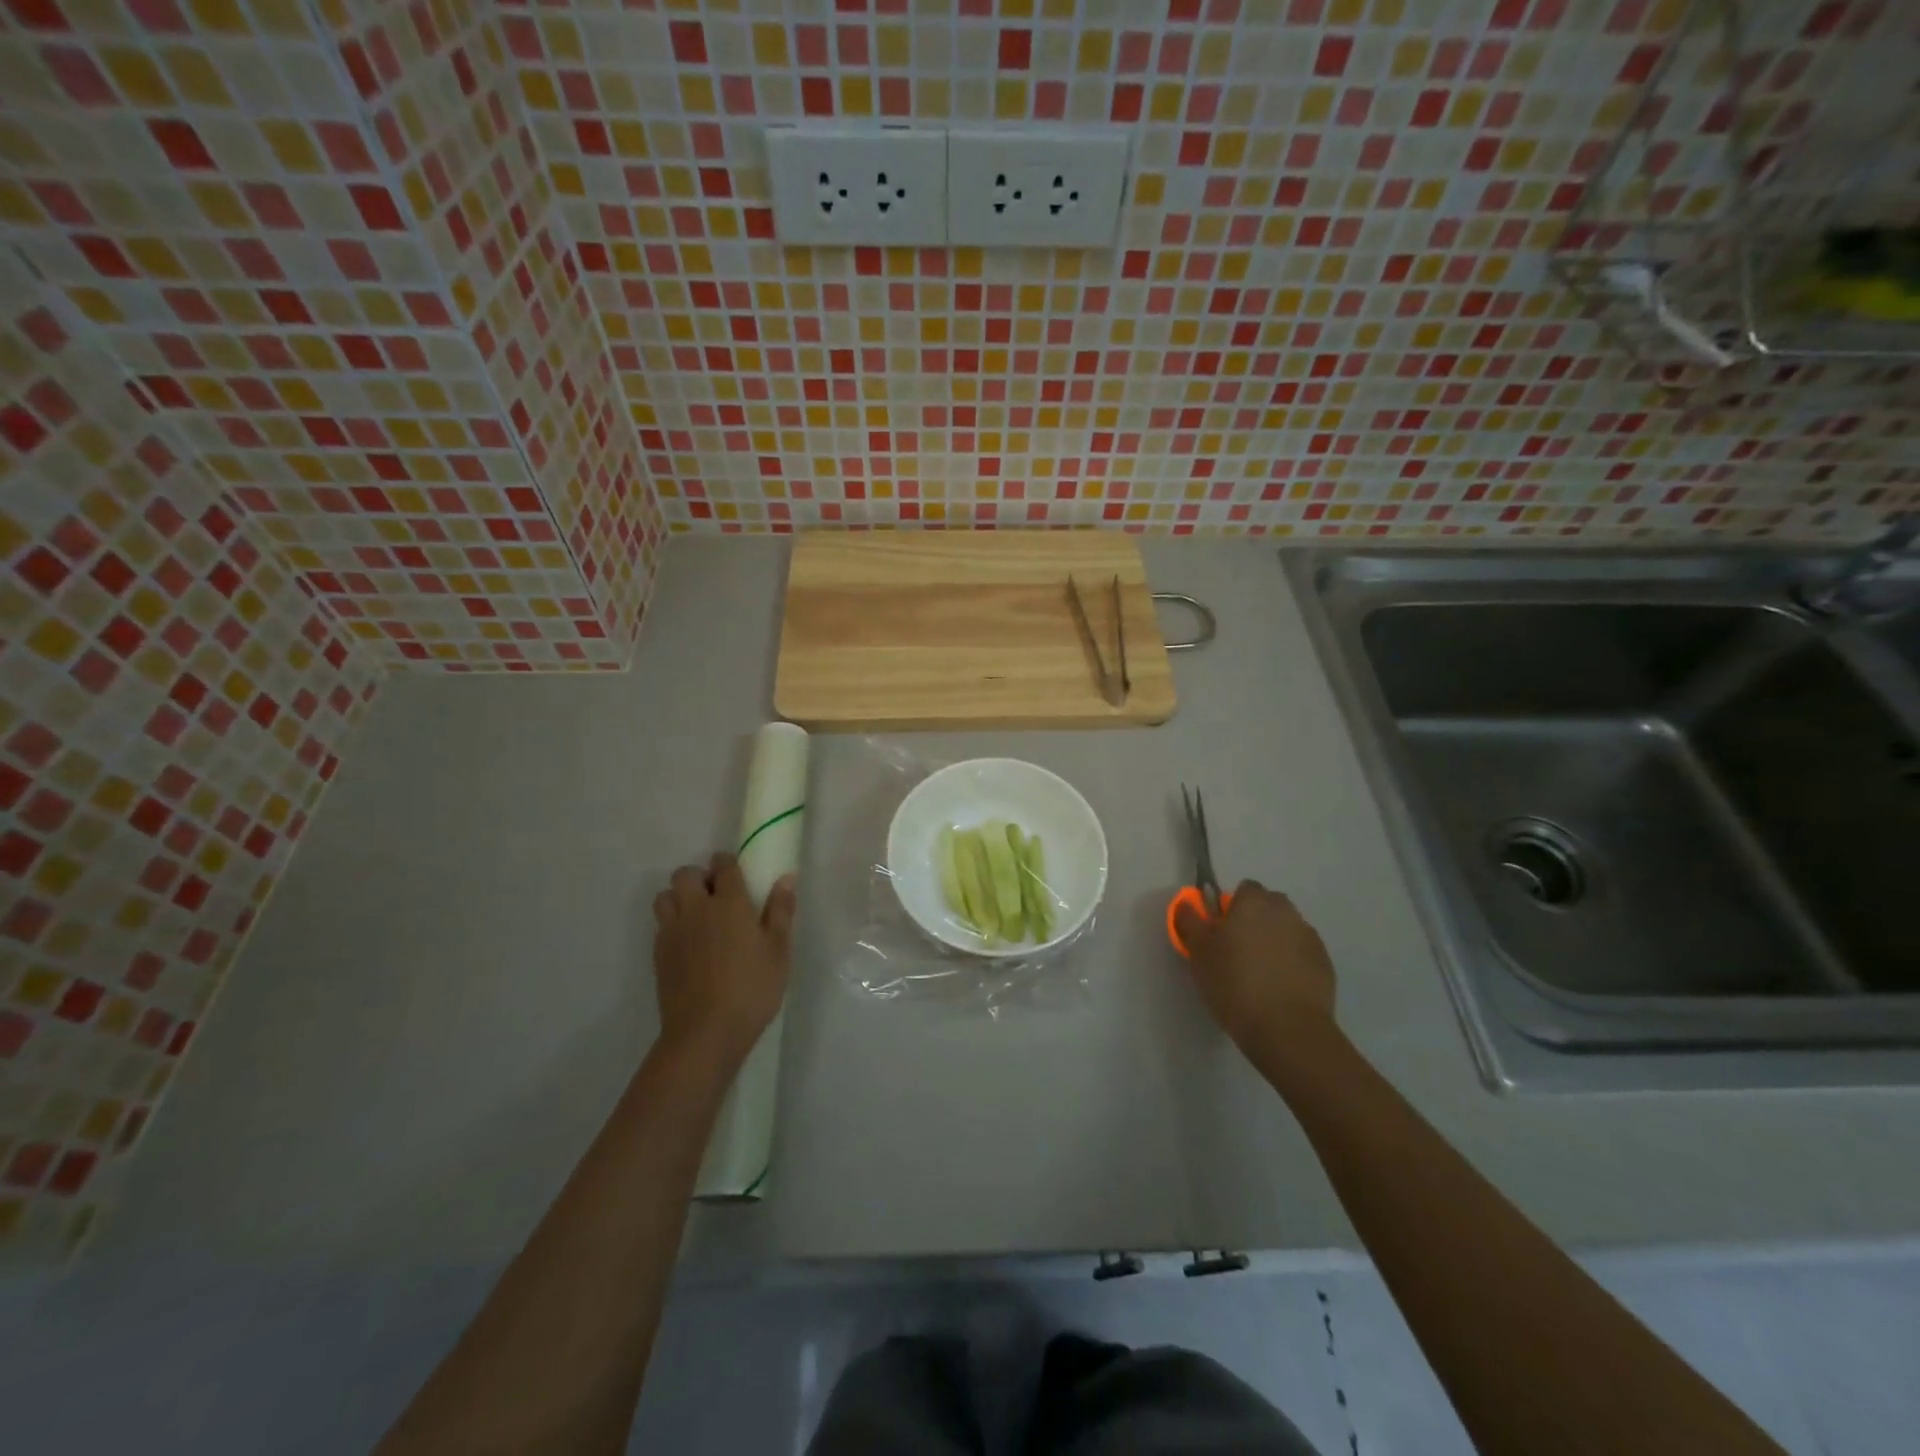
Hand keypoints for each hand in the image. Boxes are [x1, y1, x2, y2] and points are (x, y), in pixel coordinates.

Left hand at [652, 853, 796, 1066]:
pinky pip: (660, 924)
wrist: (705, 1032)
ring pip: (666, 896)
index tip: (739, 875)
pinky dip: (672, 923)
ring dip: (679, 897)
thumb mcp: (779, 950)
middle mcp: (696, 908)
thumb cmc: (752, 988)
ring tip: (698, 917)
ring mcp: (673, 931)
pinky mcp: (658, 954)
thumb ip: (781, 910)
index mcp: (729, 902)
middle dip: (699, 877)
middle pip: (685, 873)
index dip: (729, 863)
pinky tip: (689, 945)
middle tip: (718, 897)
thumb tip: (786, 877)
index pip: (723, 864)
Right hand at [1177, 879, 1335, 1060]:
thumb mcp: (1199, 952)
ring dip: (1274, 942)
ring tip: (1259, 974)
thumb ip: (1190, 922)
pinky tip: (1279, 989)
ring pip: (1286, 930)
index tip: (1220, 932)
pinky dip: (1291, 963)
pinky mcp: (1325, 964)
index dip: (1231, 908)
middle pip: (1268, 907)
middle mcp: (1286, 912)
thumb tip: (1187, 904)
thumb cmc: (1234, 983)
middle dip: (1255, 922)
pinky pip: (1301, 954)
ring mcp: (1309, 938)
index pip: (1243, 889)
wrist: (1288, 1029)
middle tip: (1237, 952)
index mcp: (1254, 902)